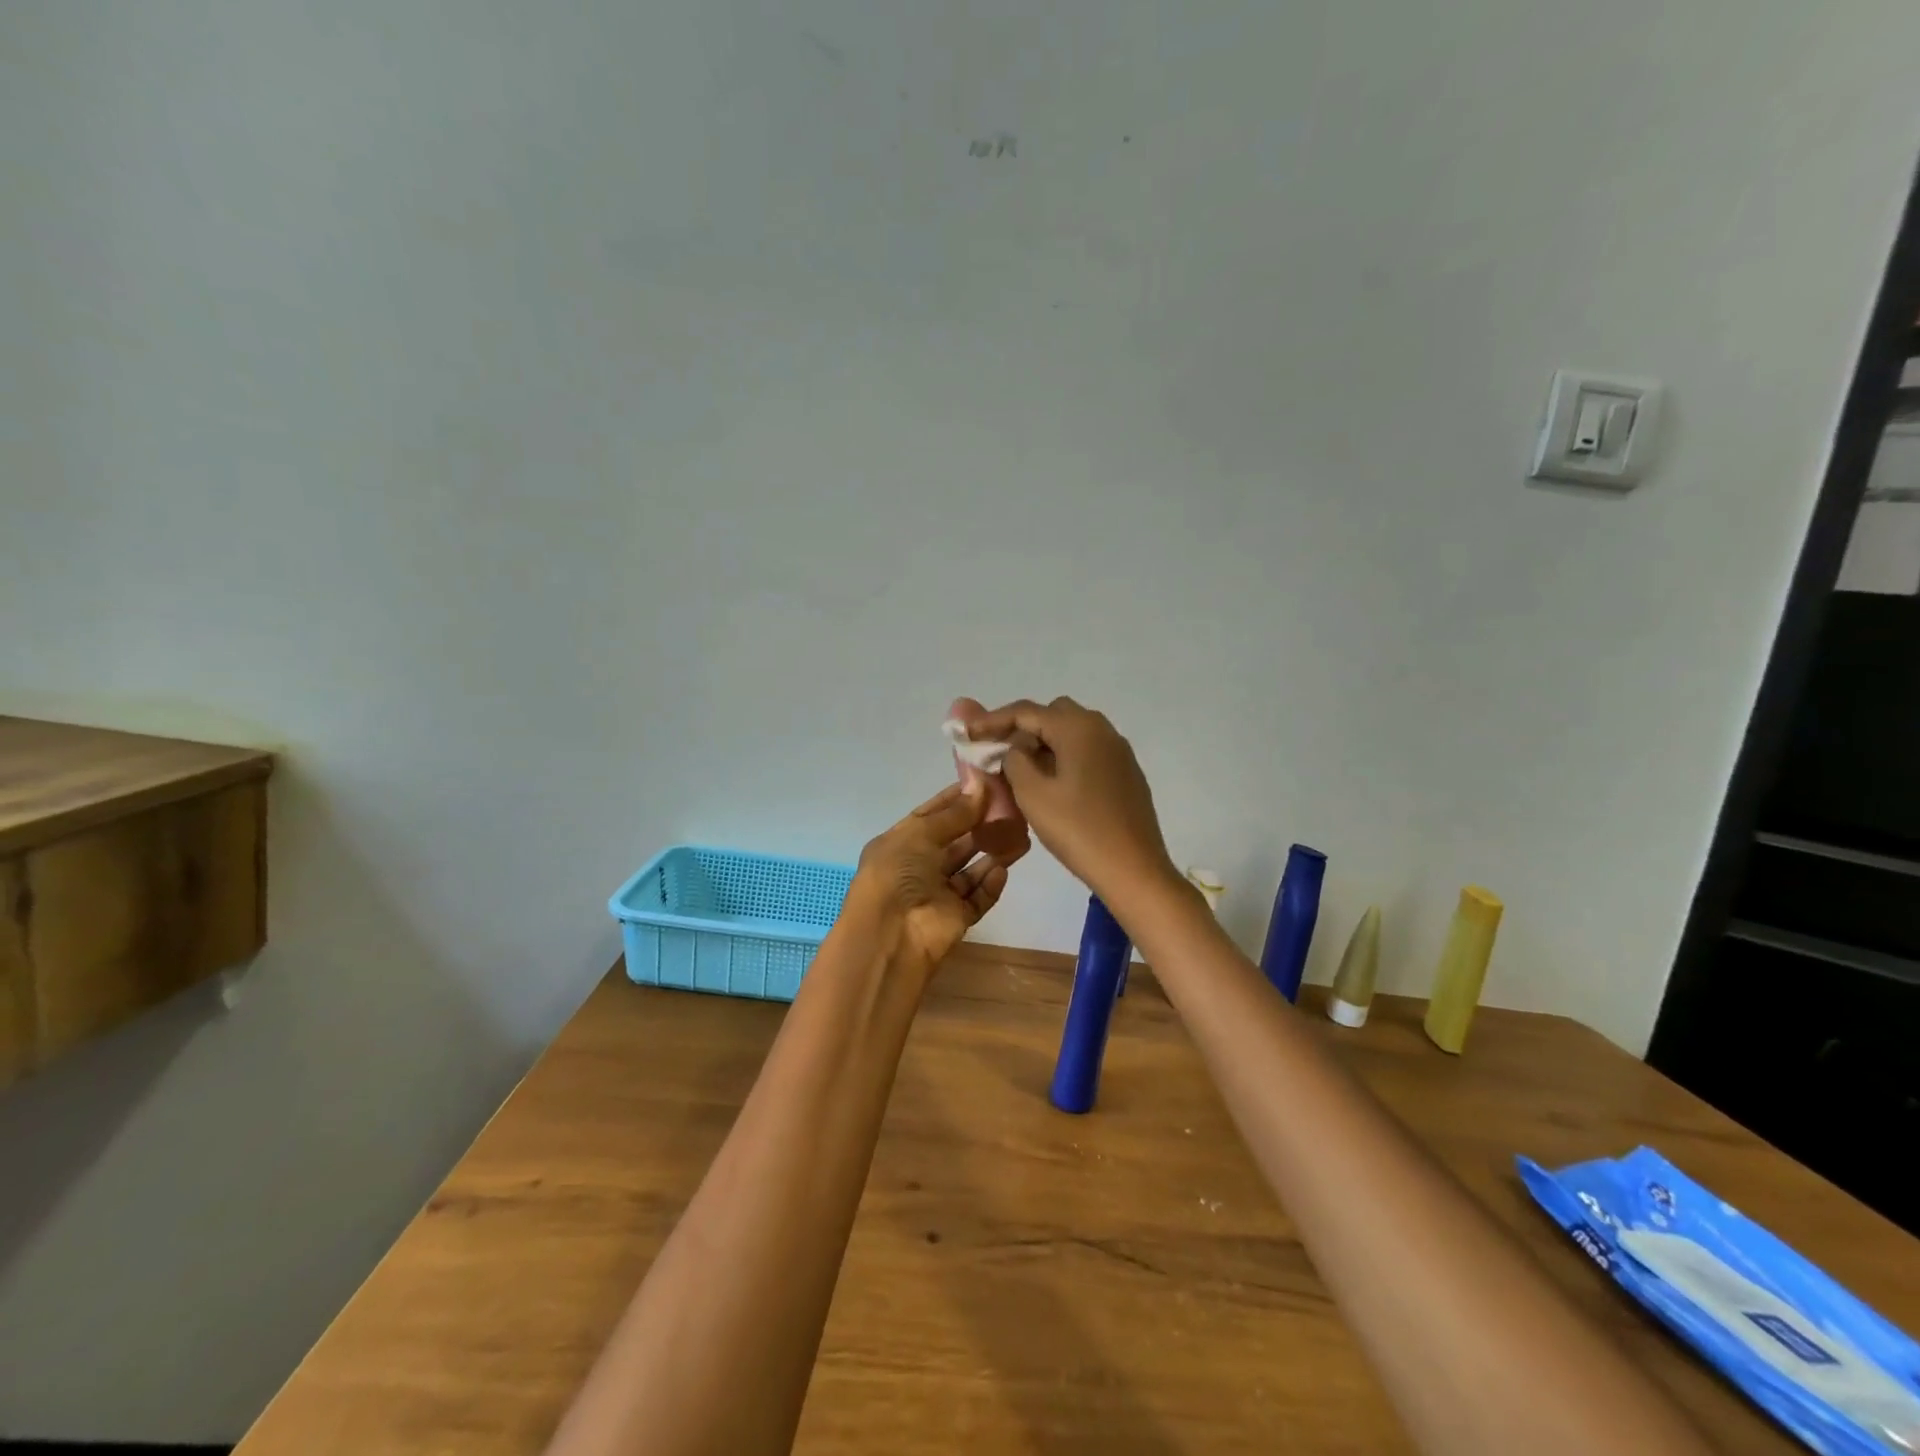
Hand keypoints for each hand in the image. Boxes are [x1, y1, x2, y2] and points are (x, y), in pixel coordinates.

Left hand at [852, 779, 1025, 970]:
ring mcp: (937, 894)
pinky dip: (990, 884)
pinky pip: (978, 897)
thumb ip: (955, 813)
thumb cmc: (897, 873)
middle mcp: (918, 867)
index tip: (986, 784)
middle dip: (980, 826)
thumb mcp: (921, 833)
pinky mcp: (956, 918)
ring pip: (970, 869)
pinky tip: (1003, 870)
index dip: (957, 800)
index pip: (931, 815)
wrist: (891, 935)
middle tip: (1012, 808)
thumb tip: (982, 785)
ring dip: (992, 853)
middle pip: (955, 842)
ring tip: (1020, 835)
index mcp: (900, 843)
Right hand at [965, 697, 1178, 907]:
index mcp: (1078, 728)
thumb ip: (1014, 760)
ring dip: (1044, 743)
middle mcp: (1102, 729)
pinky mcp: (1126, 772)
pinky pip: (1087, 751)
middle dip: (1022, 728)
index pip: (1026, 711)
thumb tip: (1015, 748)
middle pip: (1052, 715)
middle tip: (998, 752)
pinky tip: (1053, 784)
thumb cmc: (1079, 830)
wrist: (1134, 870)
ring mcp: (1118, 751)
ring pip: (1072, 733)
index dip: (992, 720)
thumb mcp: (1032, 794)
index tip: (967, 733)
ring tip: (1021, 770)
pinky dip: (1064, 757)